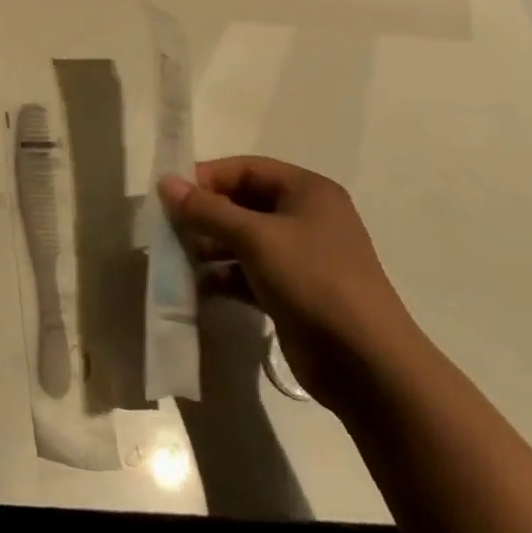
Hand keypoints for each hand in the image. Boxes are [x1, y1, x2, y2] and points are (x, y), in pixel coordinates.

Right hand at [159, 157, 423, 412]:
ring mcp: (300, 256)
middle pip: (241, 203)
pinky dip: (222, 275)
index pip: (246, 169)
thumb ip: (206, 209)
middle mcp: (305, 217)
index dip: (206, 178)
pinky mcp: (291, 290)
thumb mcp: (255, 238)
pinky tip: (197, 287)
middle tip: (168, 230)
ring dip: (208, 246)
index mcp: (307, 191)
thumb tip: (165, 182)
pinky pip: (247, 272)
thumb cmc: (313, 281)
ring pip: (241, 239)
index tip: (170, 197)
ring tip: (177, 259)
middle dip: (204, 215)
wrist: (366, 363)